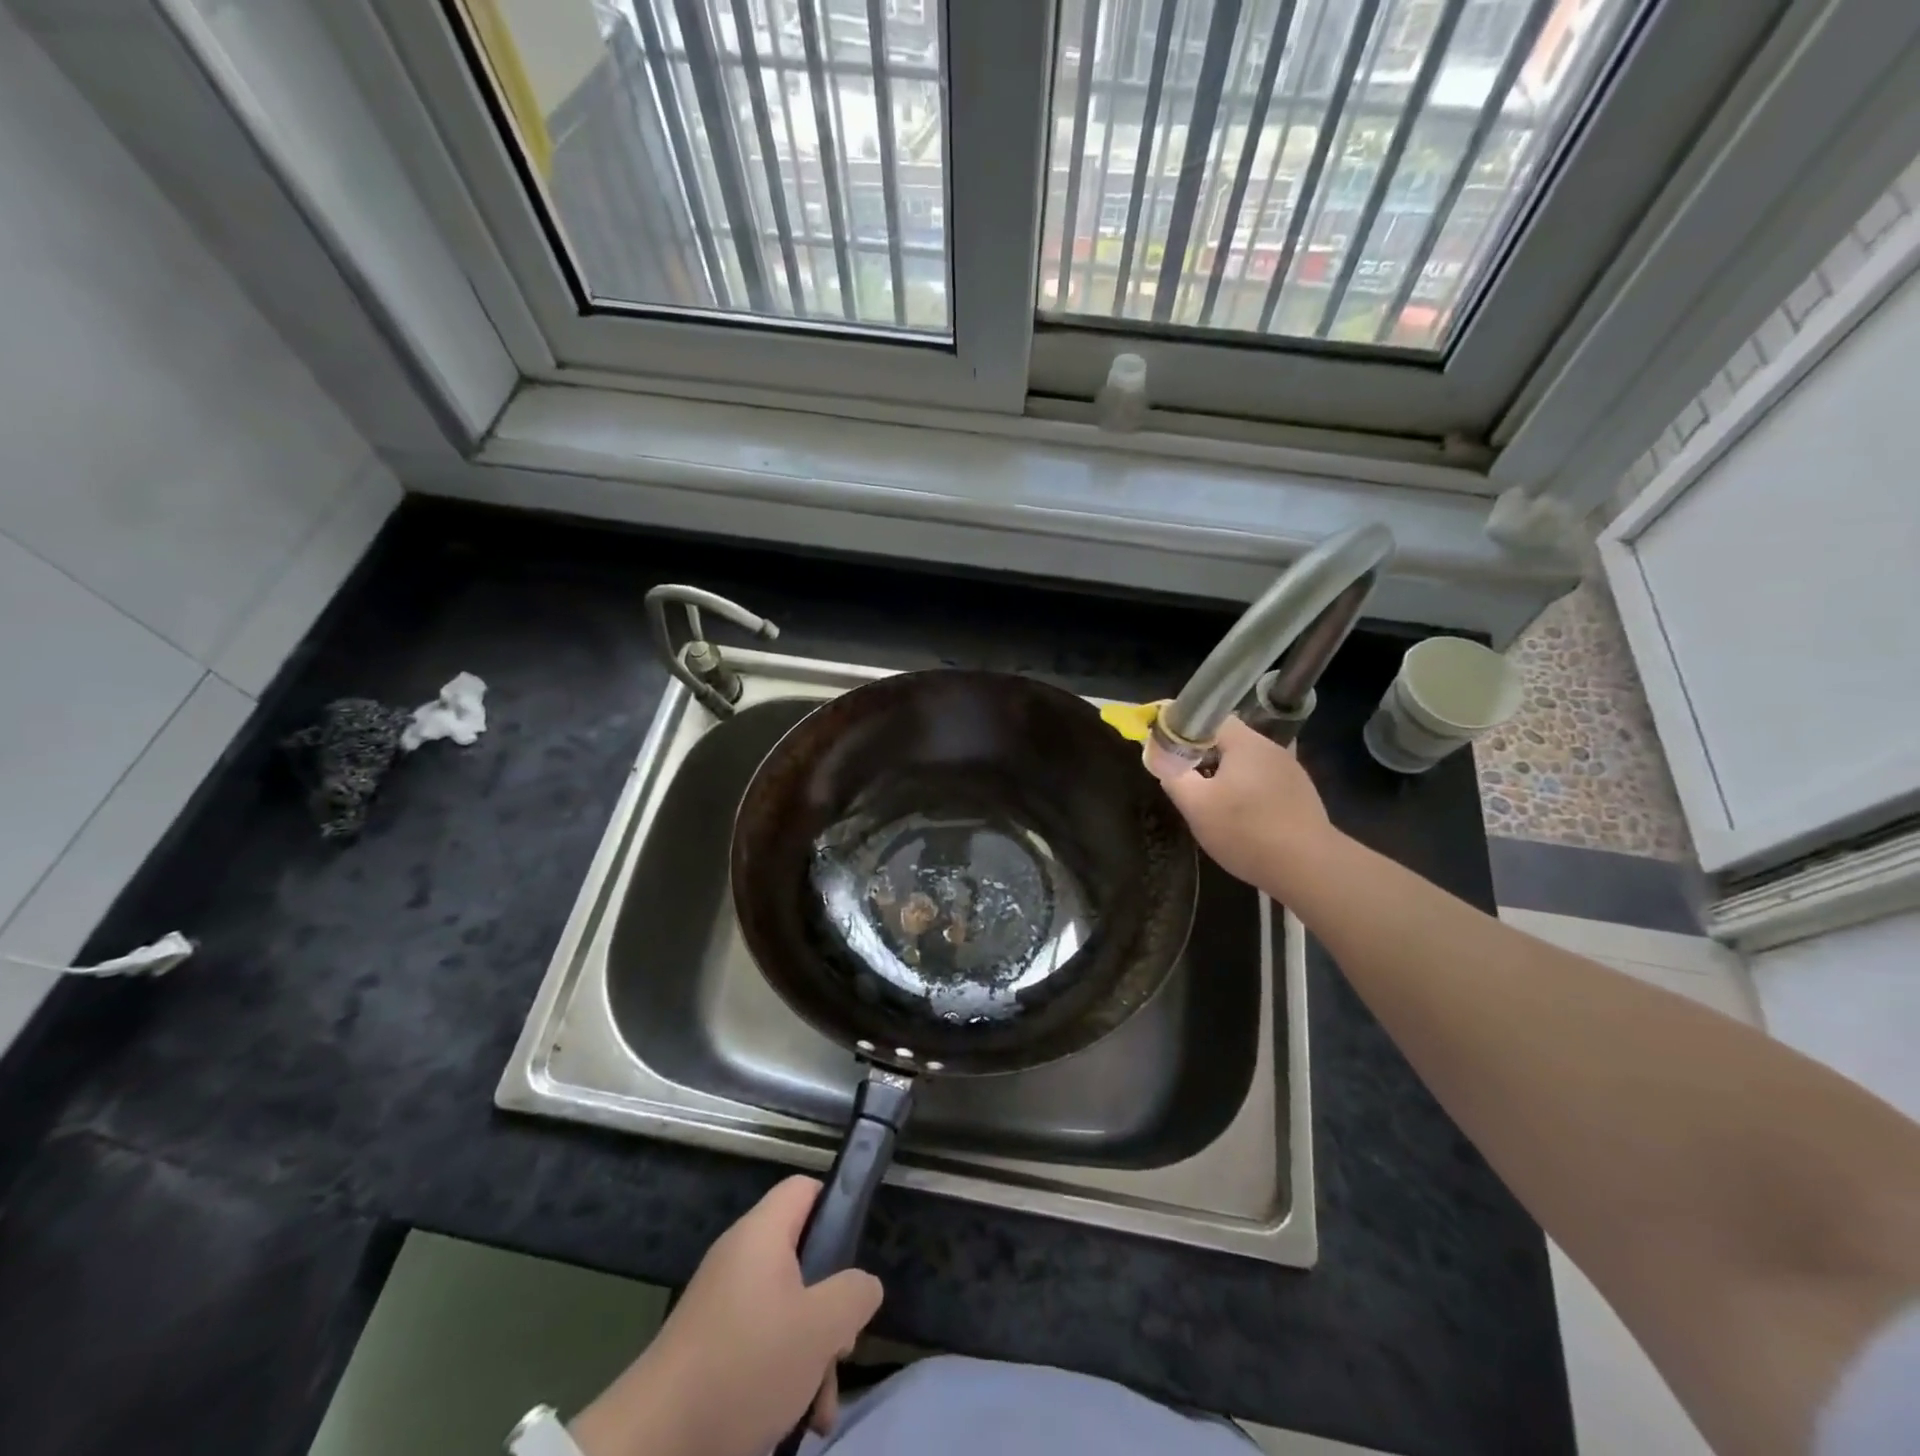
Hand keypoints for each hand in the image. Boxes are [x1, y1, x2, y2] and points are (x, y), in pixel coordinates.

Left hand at [570, 1177, 883, 1455]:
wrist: (652, 1448)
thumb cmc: (744, 1367)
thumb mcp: (819, 1328)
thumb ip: (855, 1294)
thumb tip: (862, 1286)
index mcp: (762, 1234)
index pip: (806, 1189)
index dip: (837, 1210)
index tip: (854, 1258)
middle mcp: (740, 1259)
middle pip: (803, 1259)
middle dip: (830, 1309)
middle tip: (841, 1349)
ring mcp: (722, 1307)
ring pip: (787, 1312)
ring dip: (812, 1357)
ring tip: (819, 1409)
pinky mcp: (710, 1352)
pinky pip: (760, 1347)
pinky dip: (782, 1379)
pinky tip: (793, 1425)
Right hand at [1148, 716, 1332, 892]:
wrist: (1308, 867)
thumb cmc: (1246, 831)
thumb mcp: (1196, 806)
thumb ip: (1174, 776)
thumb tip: (1162, 758)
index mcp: (1246, 742)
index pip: (1210, 720)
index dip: (1185, 732)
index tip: (1171, 755)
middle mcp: (1272, 748)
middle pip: (1230, 741)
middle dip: (1205, 757)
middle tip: (1188, 782)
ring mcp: (1291, 770)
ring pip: (1248, 763)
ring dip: (1228, 776)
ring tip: (1213, 803)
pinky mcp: (1302, 793)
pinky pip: (1265, 781)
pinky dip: (1249, 791)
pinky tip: (1244, 817)